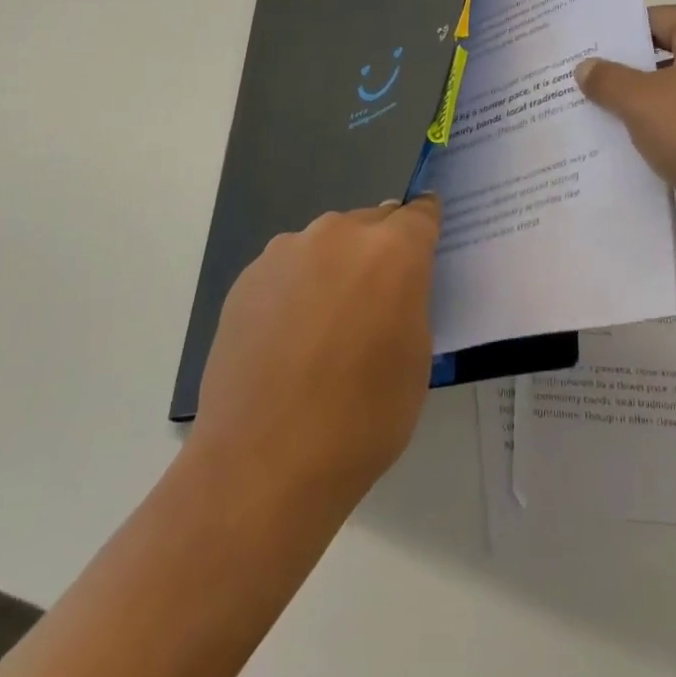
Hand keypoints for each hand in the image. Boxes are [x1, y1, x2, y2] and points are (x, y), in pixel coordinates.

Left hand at [194, 198, 439, 511]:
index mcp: (392, 251)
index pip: (420, 214)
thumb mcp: (415, 360)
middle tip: (377, 300)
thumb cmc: (360, 419)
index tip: (426, 241)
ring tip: (325, 325)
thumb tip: (392, 287)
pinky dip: (298, 287)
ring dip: (336, 267)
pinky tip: (288, 338)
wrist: (262, 463)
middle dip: (380, 250)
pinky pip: (289, 267)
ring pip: (327, 243)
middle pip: (372, 223)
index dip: (426, 226)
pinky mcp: (249, 276)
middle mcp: (339, 234)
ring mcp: (287, 250)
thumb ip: (410, 302)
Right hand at [576, 5, 675, 265]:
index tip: (579, 59)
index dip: (613, 40)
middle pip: (668, 57)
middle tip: (581, 94)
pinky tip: (643, 158)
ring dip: (650, 113)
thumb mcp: (645, 104)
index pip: (652, 20)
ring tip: (602, 128)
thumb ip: (609, 81)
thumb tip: (586, 67)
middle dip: (627, 79)